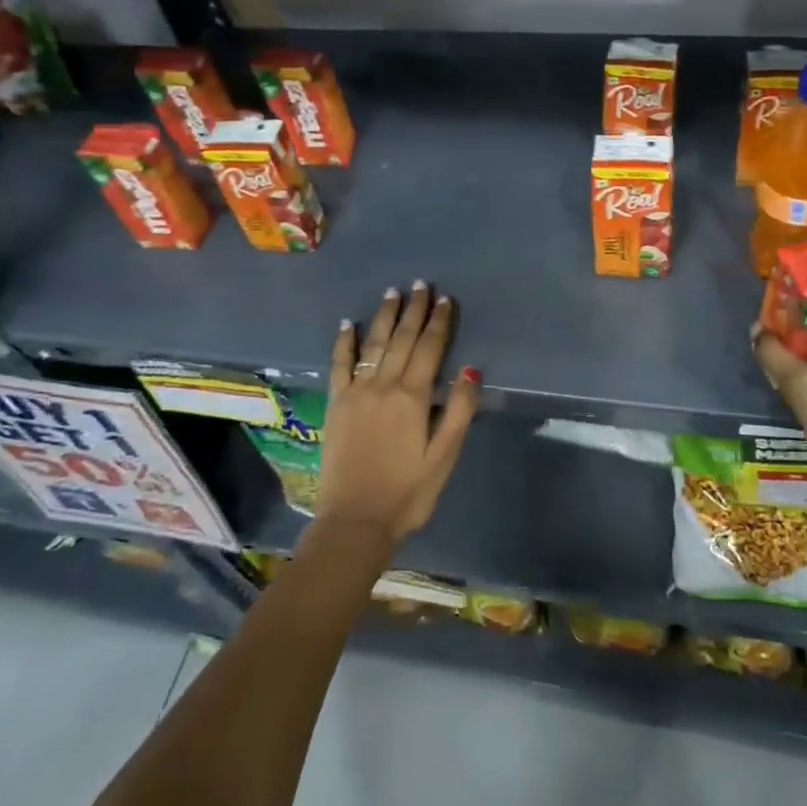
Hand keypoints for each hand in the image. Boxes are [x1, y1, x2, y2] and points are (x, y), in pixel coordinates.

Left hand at [317, 282, 478, 545]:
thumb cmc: (408, 492)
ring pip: (373, 344)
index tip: (446, 299)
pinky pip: (339, 365)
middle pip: (402, 339)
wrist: (355, 520)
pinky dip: (344, 342)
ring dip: (384, 316)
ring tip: (393, 293)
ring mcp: (356, 392)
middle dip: (414, 310)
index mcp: (413, 397)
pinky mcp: (336, 404)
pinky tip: (347, 324)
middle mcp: (384, 386)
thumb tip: (470, 368)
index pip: (430, 348)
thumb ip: (458, 411)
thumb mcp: (444, 456)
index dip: (439, 322)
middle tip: (421, 285)